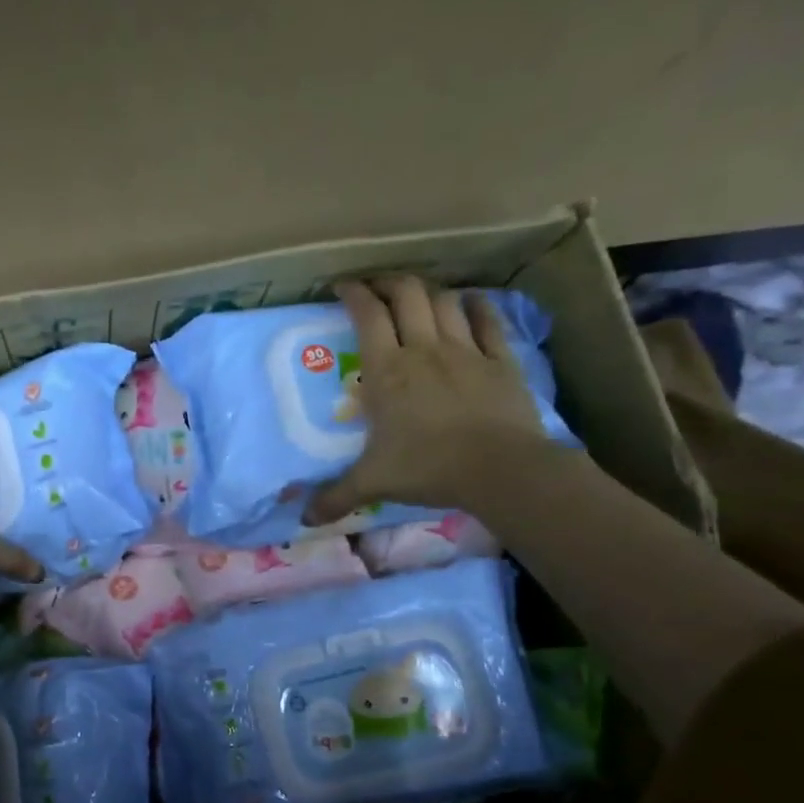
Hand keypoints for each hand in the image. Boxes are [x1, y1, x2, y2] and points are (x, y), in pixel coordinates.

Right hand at [304, 275, 559, 523]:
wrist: (499, 469)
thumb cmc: (427, 468)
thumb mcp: (372, 483)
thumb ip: (335, 497)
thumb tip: (304, 519)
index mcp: (386, 371)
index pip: (366, 315)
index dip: (353, 294)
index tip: (341, 287)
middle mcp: (423, 349)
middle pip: (406, 295)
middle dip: (388, 283)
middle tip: (376, 287)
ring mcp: (466, 351)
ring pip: (444, 302)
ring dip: (428, 292)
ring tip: (417, 296)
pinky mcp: (500, 360)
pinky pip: (488, 321)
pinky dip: (476, 306)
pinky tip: (469, 303)